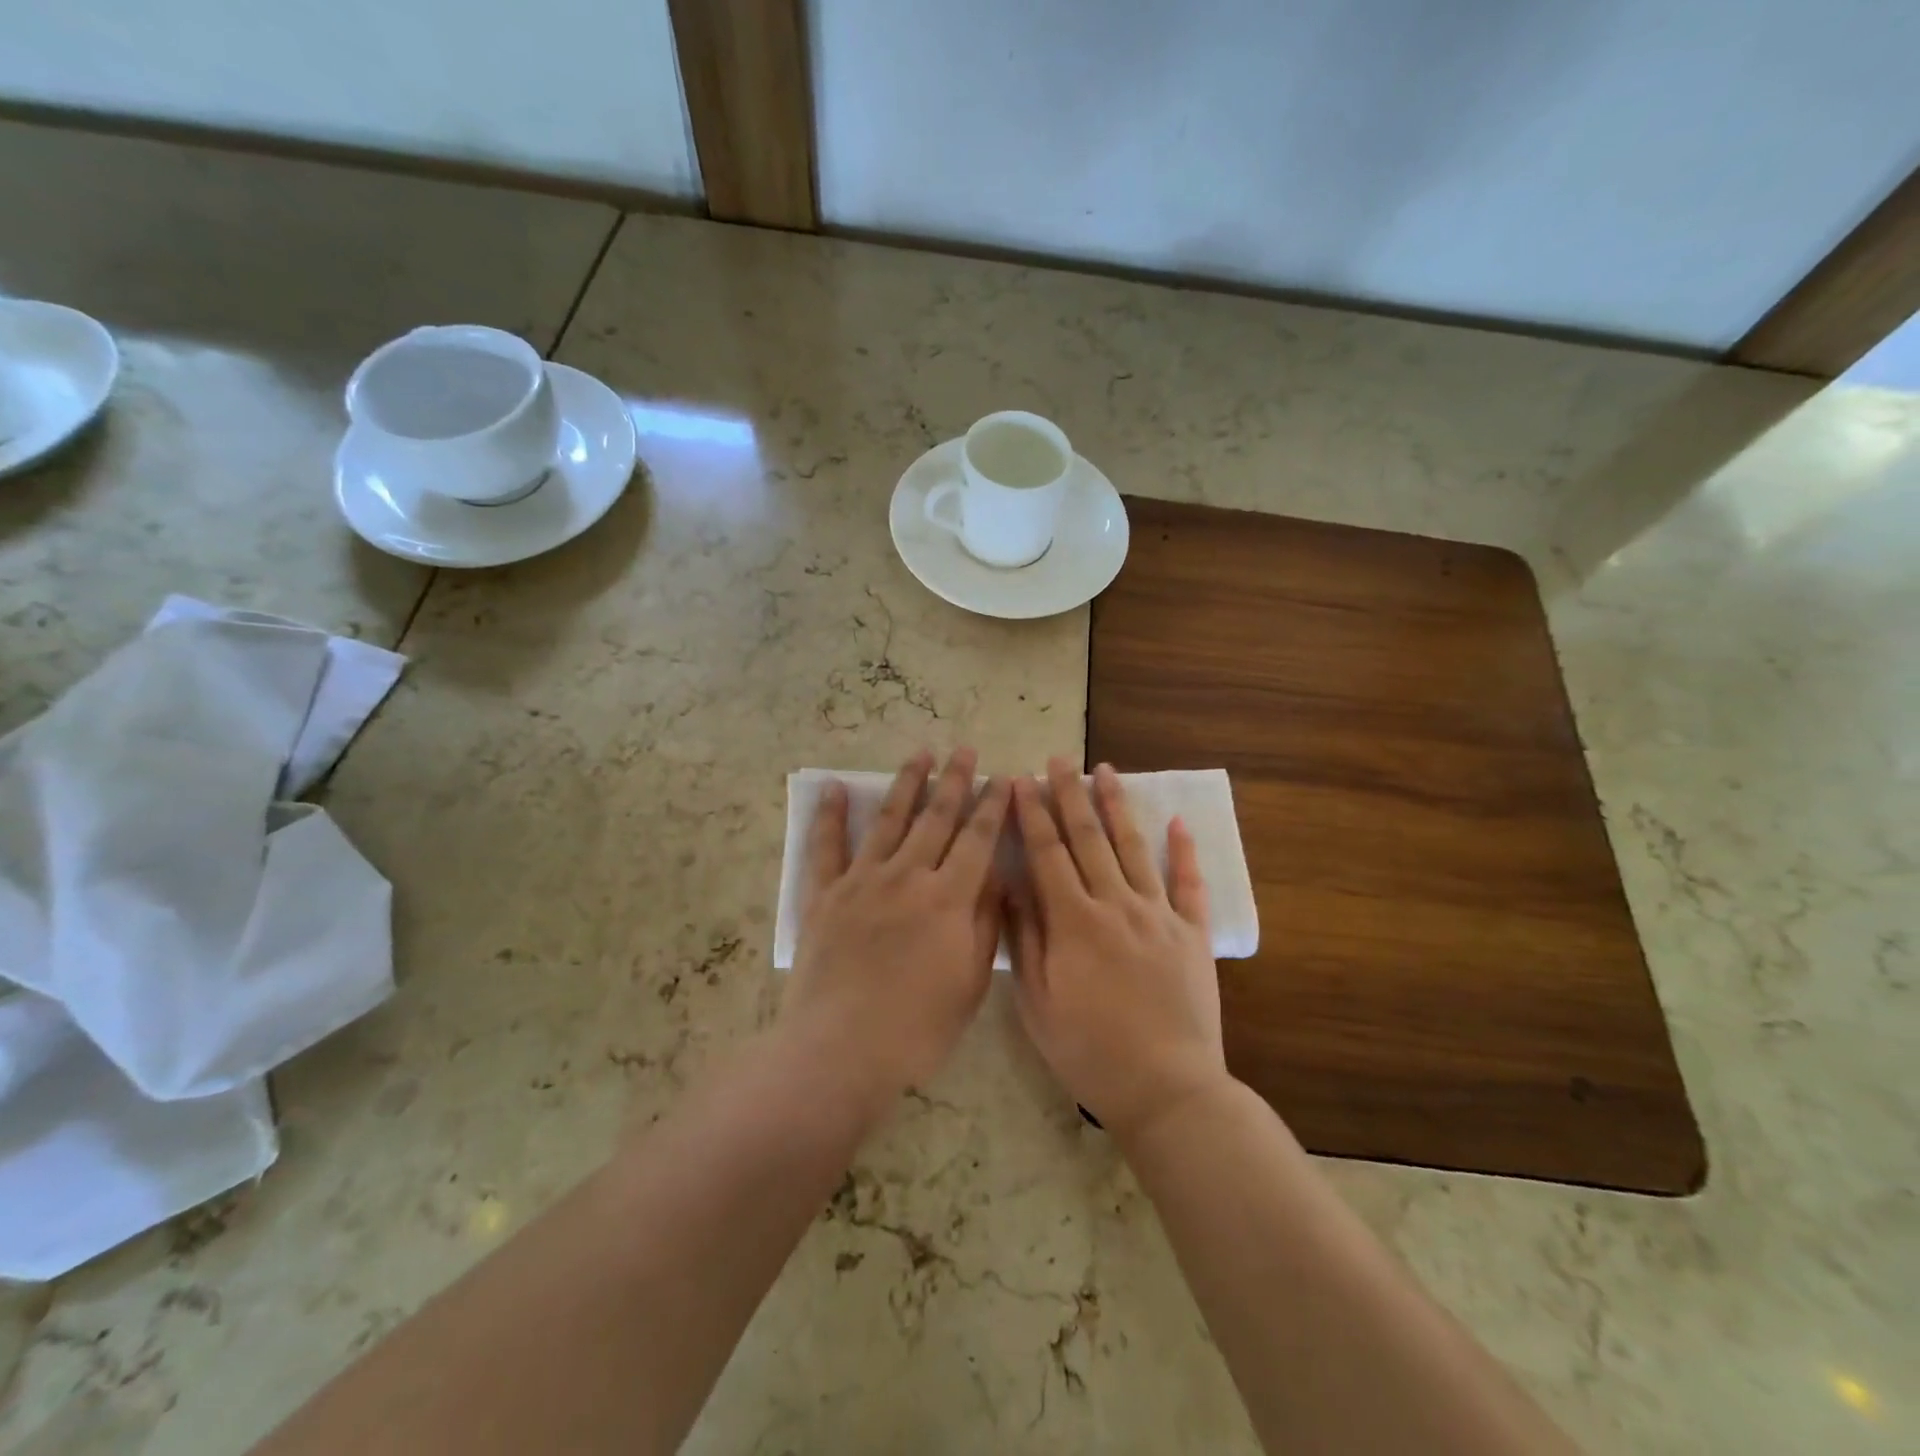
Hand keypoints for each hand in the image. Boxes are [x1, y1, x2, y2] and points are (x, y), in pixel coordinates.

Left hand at [783, 748, 1010, 1106]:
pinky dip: (831, 816)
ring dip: (907, 784)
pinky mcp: (825, 895)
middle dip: (954, 780)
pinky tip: (836, 789)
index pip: (978, 839)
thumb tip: (995, 876)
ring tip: (920, 754)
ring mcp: (862, 881)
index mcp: (948, 898)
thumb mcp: (970, 981)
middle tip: (965, 750)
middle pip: (936, 818)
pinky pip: (827, 847)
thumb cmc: (917, 1027)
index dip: (993, 806)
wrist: (840, 1051)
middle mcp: (907, 876)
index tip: (1003, 778)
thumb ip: (984, 922)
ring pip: (889, 820)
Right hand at [1008, 758, 1228, 1138]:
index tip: (1022, 779)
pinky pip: (1190, 884)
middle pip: (1089, 838)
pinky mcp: (1192, 934)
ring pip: (1135, 848)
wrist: (1167, 1089)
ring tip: (1107, 770)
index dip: (1033, 813)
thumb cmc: (1090, 1051)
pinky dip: (1184, 850)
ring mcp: (1159, 916)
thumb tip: (1011, 885)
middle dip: (1071, 794)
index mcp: (1074, 922)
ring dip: (1118, 806)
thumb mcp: (1038, 1003)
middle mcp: (1116, 905)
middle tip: (1061, 759)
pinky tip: (1178, 821)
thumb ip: (1025, 940)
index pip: (1048, 853)